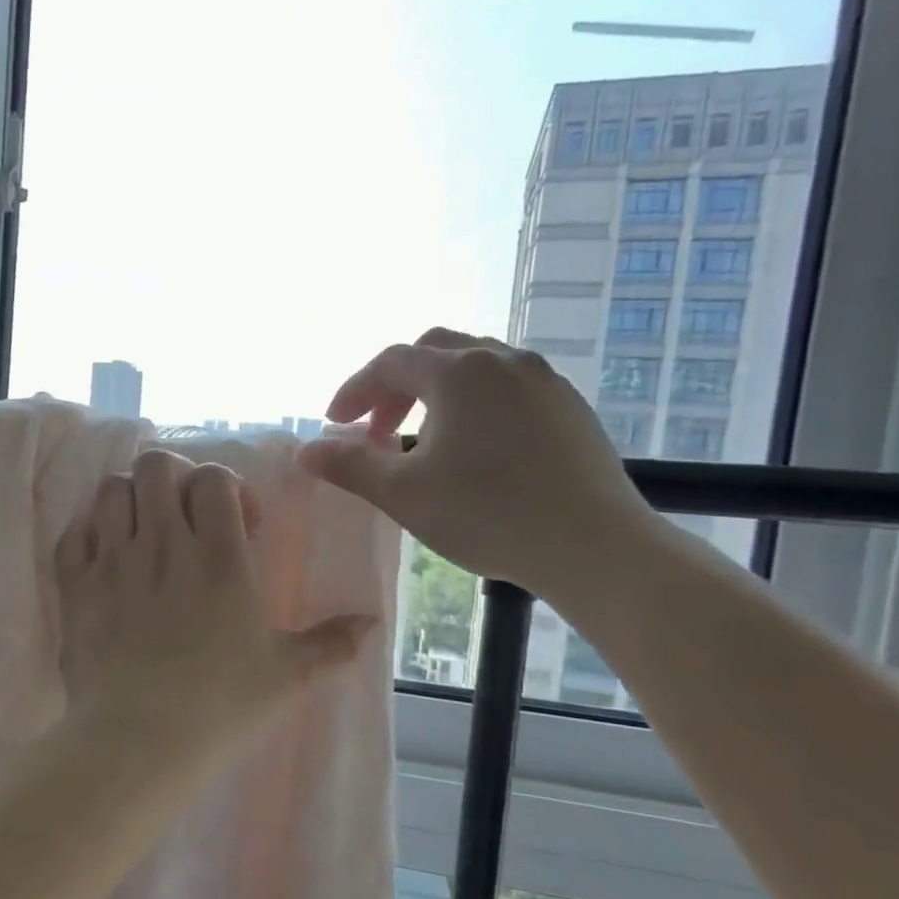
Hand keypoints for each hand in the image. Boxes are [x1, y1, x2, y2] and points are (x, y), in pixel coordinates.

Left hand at [55, 449, 375, 754]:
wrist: (138, 742)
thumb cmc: (221, 706)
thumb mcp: (289, 677)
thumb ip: (333, 643)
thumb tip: (373, 623)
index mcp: (220, 557)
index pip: (214, 477)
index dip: (226, 487)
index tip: (238, 525)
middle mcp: (163, 545)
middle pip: (156, 465)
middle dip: (173, 479)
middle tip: (184, 516)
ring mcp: (113, 562)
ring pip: (111, 490)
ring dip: (129, 500)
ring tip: (142, 533)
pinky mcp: (75, 586)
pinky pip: (73, 533)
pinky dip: (88, 535)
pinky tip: (104, 559)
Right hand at [298, 329, 659, 598]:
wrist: (593, 546)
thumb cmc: (487, 515)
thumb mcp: (403, 493)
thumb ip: (350, 465)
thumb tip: (305, 451)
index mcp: (459, 372)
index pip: (390, 363)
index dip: (355, 391)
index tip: (335, 425)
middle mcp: (504, 360)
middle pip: (434, 352)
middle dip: (395, 386)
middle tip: (376, 430)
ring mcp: (545, 381)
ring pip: (475, 367)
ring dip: (436, 393)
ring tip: (423, 439)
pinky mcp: (570, 407)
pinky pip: (508, 388)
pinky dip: (475, 405)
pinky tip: (475, 450)